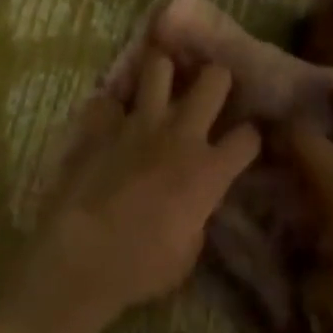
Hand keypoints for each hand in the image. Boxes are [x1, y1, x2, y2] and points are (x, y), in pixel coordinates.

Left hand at [6, 56, 261, 332]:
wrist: (82, 254)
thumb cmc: (141, 266)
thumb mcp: (188, 252)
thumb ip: (198, 215)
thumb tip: (194, 203)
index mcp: (207, 170)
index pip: (248, 138)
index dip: (250, 137)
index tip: (244, 141)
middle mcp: (180, 134)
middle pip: (213, 79)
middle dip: (217, 78)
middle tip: (210, 88)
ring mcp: (138, 122)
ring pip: (159, 66)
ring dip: (162, 74)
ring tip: (160, 84)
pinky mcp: (101, 123)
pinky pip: (107, 100)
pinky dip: (109, 110)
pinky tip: (107, 121)